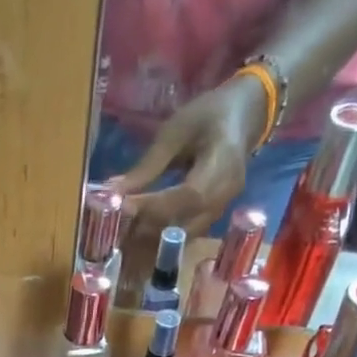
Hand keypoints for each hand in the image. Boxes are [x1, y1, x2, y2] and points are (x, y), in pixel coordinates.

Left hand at [113, 72, 269, 241]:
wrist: (244, 117)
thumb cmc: (209, 115)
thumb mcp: (176, 131)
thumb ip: (147, 166)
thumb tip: (112, 192)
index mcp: (222, 164)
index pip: (187, 196)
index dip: (154, 206)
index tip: (122, 207)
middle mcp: (224, 196)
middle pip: (183, 225)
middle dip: (146, 230)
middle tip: (113, 228)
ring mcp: (220, 212)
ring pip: (181, 239)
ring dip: (149, 241)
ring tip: (120, 236)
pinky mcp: (211, 221)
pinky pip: (183, 238)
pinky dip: (159, 241)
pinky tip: (137, 237)